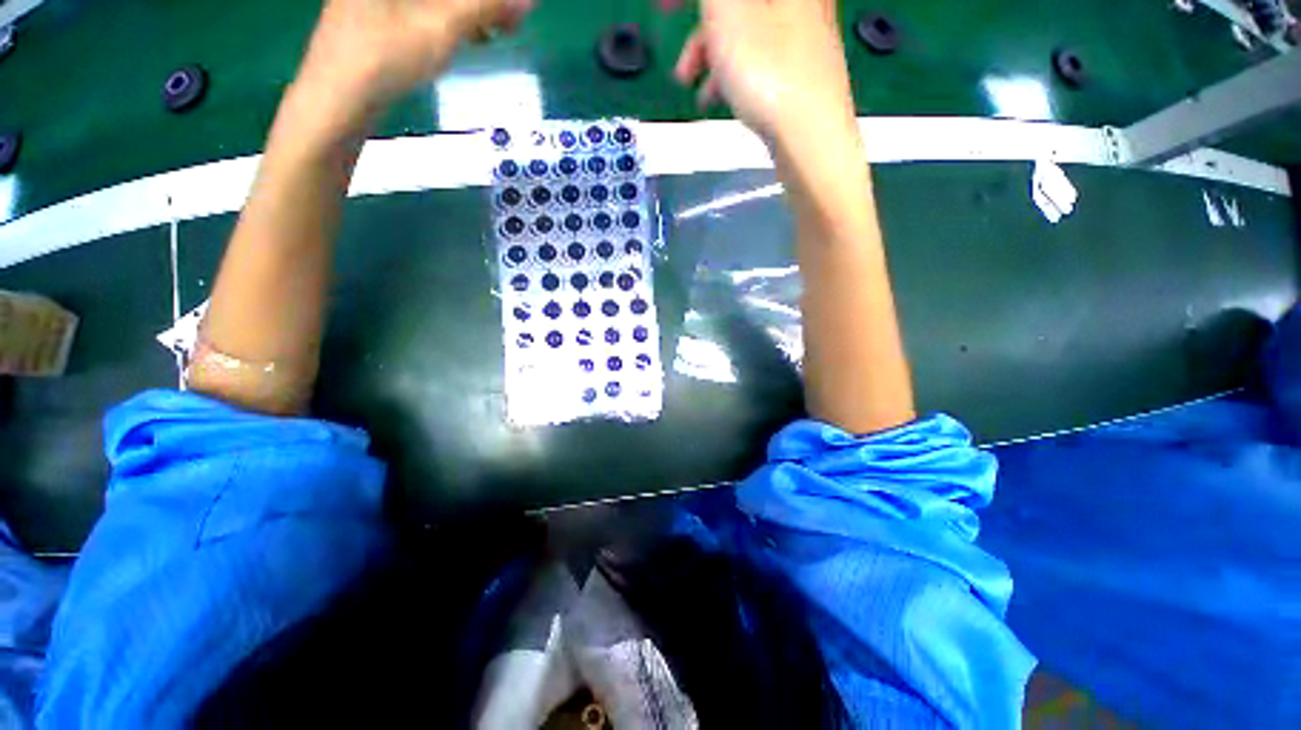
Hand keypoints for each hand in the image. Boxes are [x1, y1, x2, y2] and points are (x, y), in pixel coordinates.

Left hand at [294, 0, 533, 125]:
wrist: (338, 98)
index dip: (488, 0)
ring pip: (437, 1)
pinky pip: (424, 9)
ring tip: (497, 31)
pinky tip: (470, 36)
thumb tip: (526, 0)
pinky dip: (451, 18)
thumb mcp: (443, 26)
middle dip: (480, 3)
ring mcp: (377, 0)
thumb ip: (485, 7)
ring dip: (470, 10)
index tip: (513, 10)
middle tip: (509, 21)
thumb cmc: (386, 54)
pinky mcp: (377, 15)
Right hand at [668, 0, 856, 145]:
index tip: (666, 11)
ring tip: (691, 88)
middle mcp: (801, 0)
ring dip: (710, 55)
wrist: (809, 134)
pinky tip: (717, 98)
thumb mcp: (727, 11)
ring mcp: (805, 35)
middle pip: (738, 5)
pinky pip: (758, 58)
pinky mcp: (801, 70)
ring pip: (746, 33)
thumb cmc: (768, 69)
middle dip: (701, 28)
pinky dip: (732, 72)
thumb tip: (710, 2)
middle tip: (679, 54)